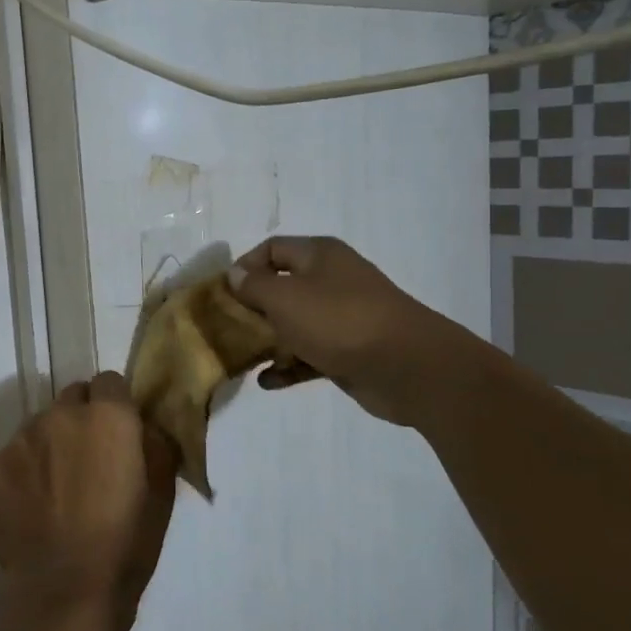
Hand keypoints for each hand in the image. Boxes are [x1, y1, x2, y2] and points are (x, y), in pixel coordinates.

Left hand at [0, 372, 178, 630]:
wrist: (64, 592)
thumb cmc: (126, 544)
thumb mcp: (162, 492)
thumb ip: (156, 443)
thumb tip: (146, 424)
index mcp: (107, 416)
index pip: (109, 382)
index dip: (116, 405)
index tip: (119, 434)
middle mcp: (60, 414)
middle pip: (72, 398)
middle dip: (82, 419)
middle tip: (88, 461)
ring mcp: (20, 438)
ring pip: (39, 425)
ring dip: (50, 444)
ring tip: (57, 489)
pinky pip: (11, 455)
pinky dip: (21, 472)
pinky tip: (31, 507)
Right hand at [226, 236, 441, 426]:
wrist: (407, 366)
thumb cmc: (339, 320)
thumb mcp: (286, 298)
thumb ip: (254, 286)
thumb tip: (235, 274)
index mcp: (319, 255)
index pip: (272, 248)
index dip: (245, 267)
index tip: (223, 294)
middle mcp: (330, 281)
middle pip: (281, 288)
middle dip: (252, 309)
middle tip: (228, 329)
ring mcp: (341, 318)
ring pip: (294, 325)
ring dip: (268, 341)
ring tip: (242, 358)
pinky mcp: (347, 352)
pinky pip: (309, 355)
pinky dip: (289, 367)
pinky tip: (267, 382)